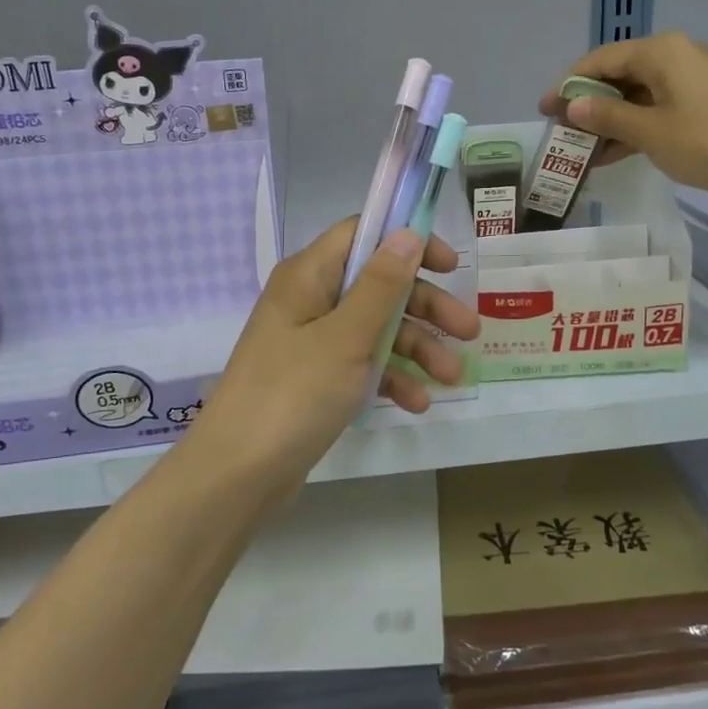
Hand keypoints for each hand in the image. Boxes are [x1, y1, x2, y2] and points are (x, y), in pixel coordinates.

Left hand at [183, 219, 479, 496]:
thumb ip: (381, 285)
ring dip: (416, 348)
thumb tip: (407, 233)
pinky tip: (417, 403)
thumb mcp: (346, 337)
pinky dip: (390, 378)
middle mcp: (310, 301)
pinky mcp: (316, 380)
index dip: (408, 242)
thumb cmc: (293, 394)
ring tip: (452, 378)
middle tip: (469, 331)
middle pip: (378, 285)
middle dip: (426, 307)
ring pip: (376, 329)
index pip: (363, 235)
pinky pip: (362, 366)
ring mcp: (312, 342)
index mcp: (309, 276)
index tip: (450, 266)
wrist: (238, 475)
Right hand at [539, 32, 707, 197]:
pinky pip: (655, 109)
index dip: (568, 85)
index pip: (599, 60)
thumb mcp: (649, 132)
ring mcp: (690, 81)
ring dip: (608, 121)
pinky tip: (611, 154)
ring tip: (580, 149)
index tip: (544, 110)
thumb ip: (607, 118)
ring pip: (636, 96)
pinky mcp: (702, 103)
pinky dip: (633, 128)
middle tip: (561, 131)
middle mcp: (673, 57)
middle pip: (617, 76)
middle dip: (587, 105)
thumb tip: (573, 106)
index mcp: (659, 52)